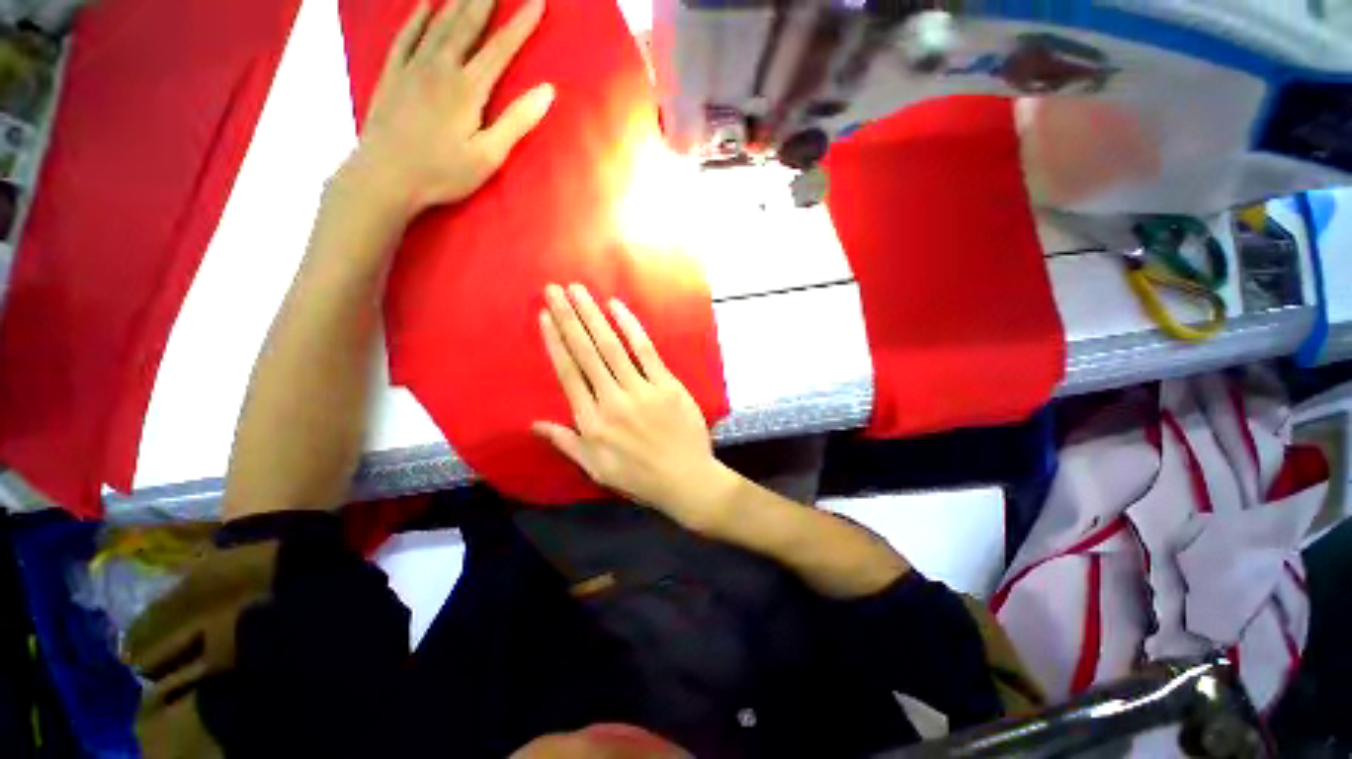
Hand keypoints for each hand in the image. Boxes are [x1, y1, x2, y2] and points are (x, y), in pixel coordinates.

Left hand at [351, 0, 553, 217]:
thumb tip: (547, 92)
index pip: (500, 49)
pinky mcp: (392, 74)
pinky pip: (405, 35)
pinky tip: (424, 3)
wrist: (385, 176)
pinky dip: (416, 16)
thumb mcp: (488, 156)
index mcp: (467, 89)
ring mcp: (412, 67)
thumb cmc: (442, 173)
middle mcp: (440, 67)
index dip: (521, 24)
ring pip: (438, 22)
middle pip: (467, 24)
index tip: (538, 1)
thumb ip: (516, 122)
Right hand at [533, 284, 736, 531]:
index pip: (568, 374)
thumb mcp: (595, 467)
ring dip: (592, 315)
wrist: (685, 480)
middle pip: (586, 352)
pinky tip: (617, 307)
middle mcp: (611, 400)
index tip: (545, 316)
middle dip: (568, 318)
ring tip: (578, 290)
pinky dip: (630, 327)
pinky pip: (645, 351)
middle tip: (554, 289)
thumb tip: (533, 424)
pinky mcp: (667, 385)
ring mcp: (641, 390)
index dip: (555, 342)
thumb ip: (565, 442)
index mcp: (592, 421)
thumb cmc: (639, 477)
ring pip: (611, 346)